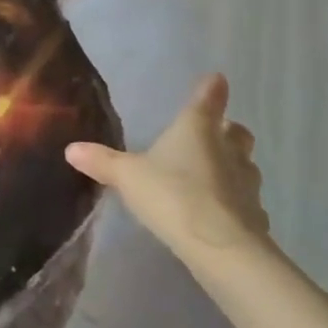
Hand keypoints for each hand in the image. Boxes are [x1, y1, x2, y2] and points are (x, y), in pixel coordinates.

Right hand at [65, 74, 270, 265]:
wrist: (220, 247)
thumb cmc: (172, 195)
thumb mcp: (128, 176)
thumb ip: (102, 162)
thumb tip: (71, 148)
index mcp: (197, 129)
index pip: (208, 99)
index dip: (211, 88)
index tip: (216, 80)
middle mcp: (227, 150)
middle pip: (237, 132)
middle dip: (228, 131)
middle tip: (214, 135)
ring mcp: (247, 184)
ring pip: (246, 166)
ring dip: (234, 167)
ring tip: (214, 176)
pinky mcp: (256, 216)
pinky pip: (247, 203)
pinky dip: (236, 204)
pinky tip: (220, 214)